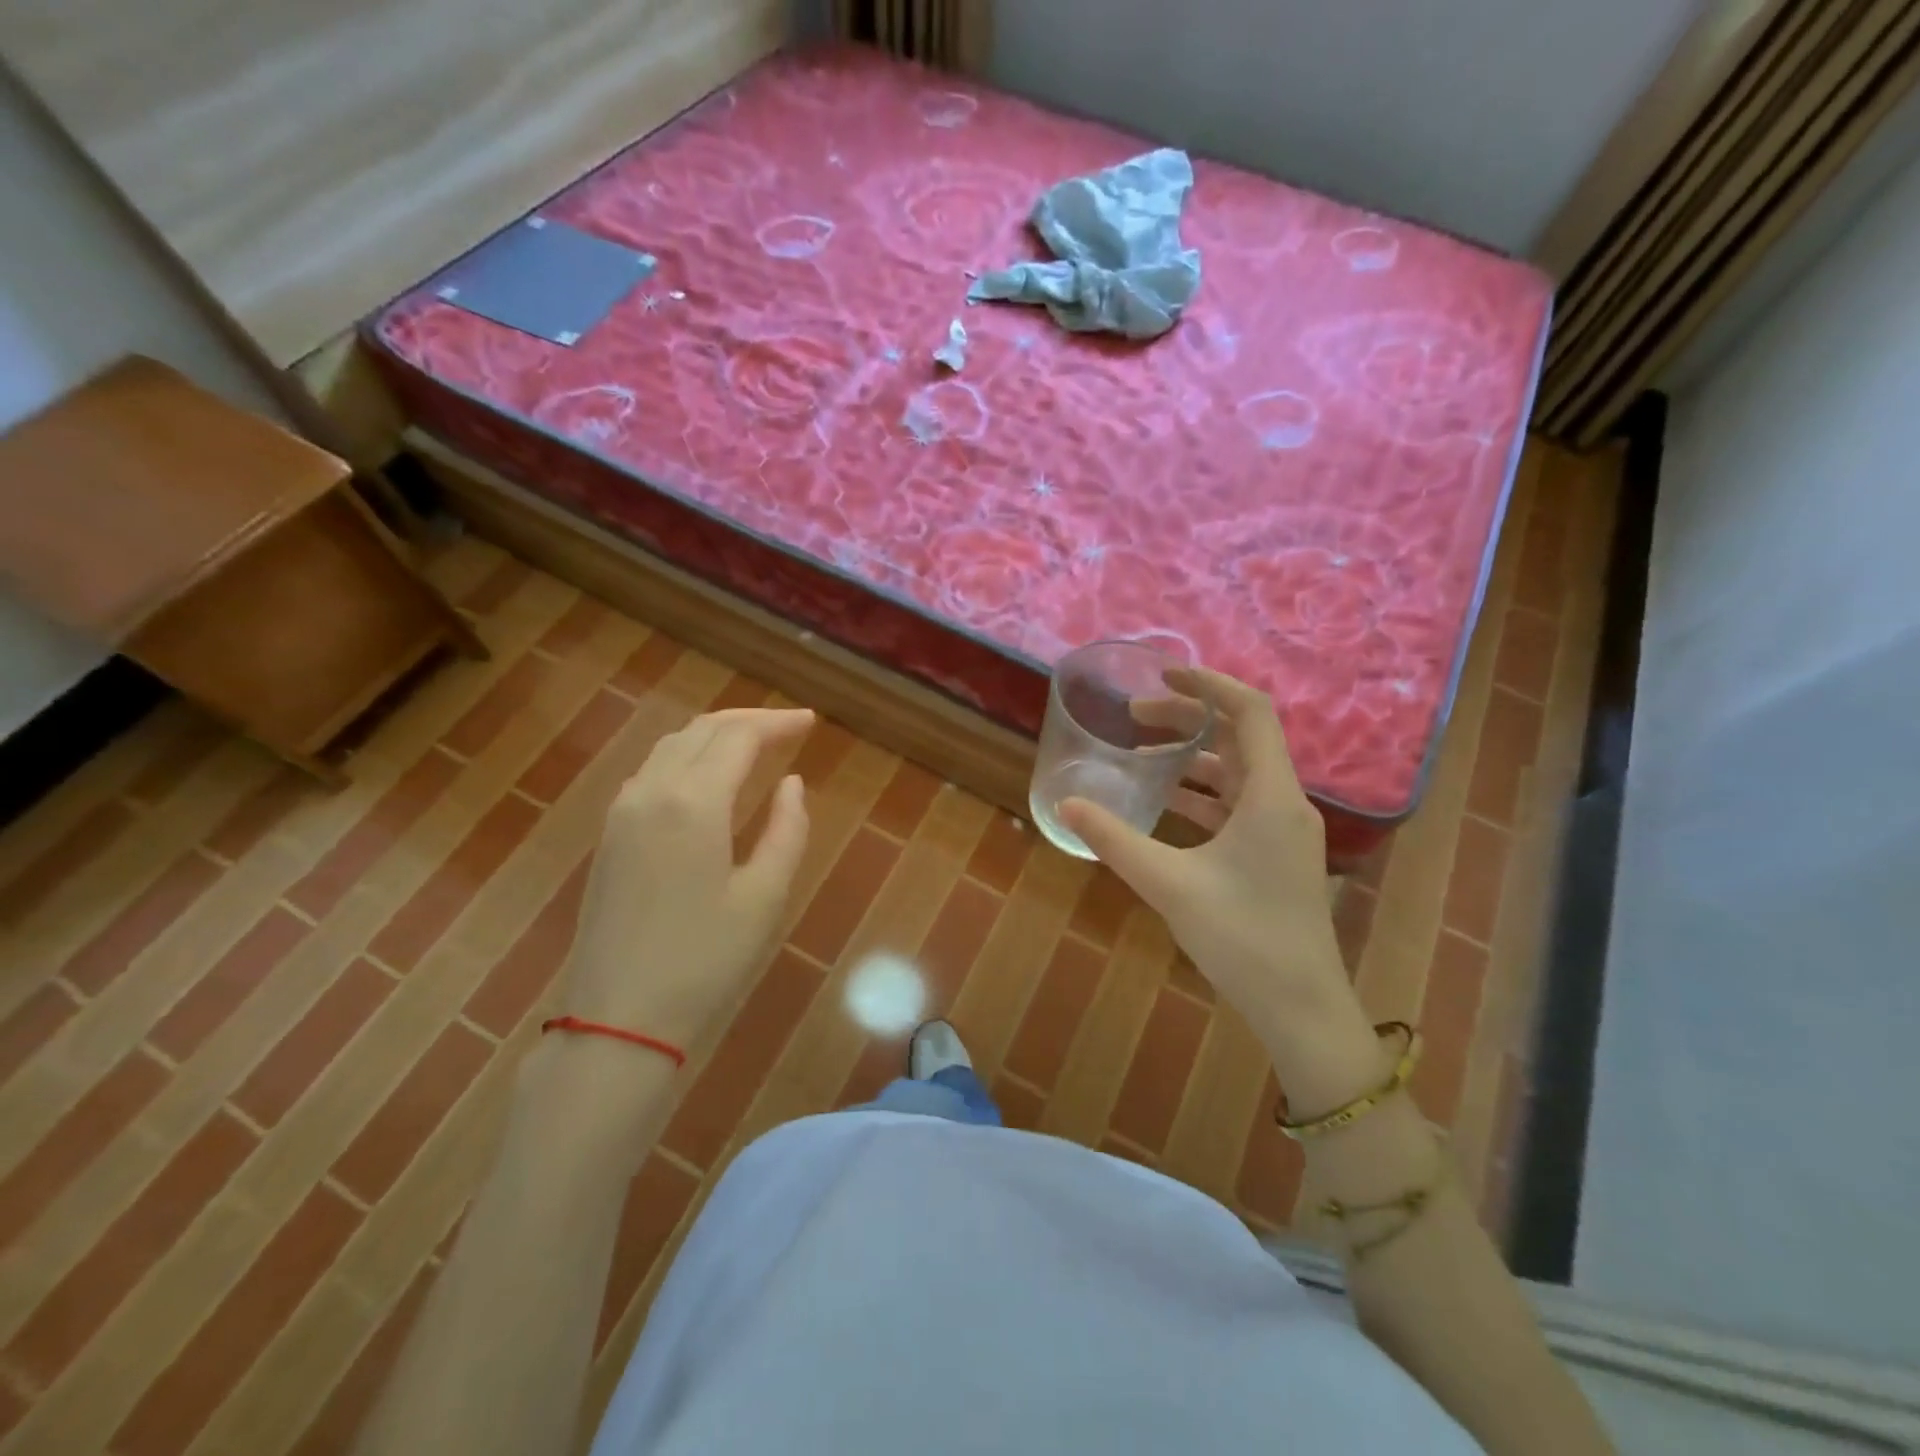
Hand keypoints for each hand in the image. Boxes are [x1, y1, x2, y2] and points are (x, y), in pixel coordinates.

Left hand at [558, 707, 814, 1050]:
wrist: (619, 1018)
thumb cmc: (705, 960)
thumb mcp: (765, 896)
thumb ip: (787, 830)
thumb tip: (792, 784)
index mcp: (693, 802)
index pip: (739, 737)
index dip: (778, 724)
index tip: (810, 722)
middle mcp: (652, 791)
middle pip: (702, 730)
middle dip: (749, 721)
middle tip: (789, 728)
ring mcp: (622, 812)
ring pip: (672, 746)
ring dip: (715, 735)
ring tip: (754, 744)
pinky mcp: (610, 835)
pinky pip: (652, 771)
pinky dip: (687, 756)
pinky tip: (707, 777)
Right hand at [1061, 669, 1378, 1103]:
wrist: (1300, 1007)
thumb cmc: (1242, 938)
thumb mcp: (1169, 884)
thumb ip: (1115, 839)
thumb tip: (1065, 804)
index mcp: (1271, 796)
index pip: (1250, 711)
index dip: (1208, 683)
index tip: (1162, 675)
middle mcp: (1284, 803)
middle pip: (1240, 737)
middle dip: (1188, 719)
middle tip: (1135, 718)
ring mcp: (1284, 831)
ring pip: (1238, 773)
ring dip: (1193, 759)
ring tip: (1140, 760)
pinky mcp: (1276, 855)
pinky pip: (1238, 805)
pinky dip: (1202, 794)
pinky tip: (1165, 805)